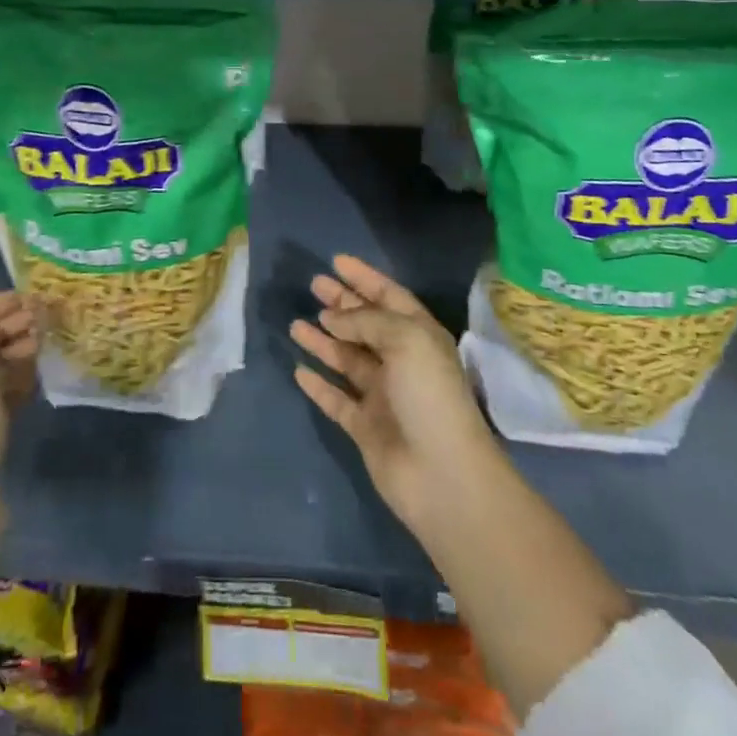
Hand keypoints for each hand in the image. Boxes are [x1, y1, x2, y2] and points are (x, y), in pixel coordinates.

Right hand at [290, 255, 501, 532]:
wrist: (441, 475)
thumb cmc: (429, 394)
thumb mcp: (405, 339)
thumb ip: (365, 320)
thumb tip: (332, 316)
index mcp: (418, 335)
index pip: (388, 296)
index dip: (364, 278)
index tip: (336, 261)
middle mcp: (400, 360)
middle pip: (365, 324)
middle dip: (341, 304)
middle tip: (313, 285)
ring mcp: (382, 395)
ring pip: (346, 359)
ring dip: (323, 340)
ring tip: (295, 324)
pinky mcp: (365, 426)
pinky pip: (336, 398)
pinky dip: (319, 384)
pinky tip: (299, 370)